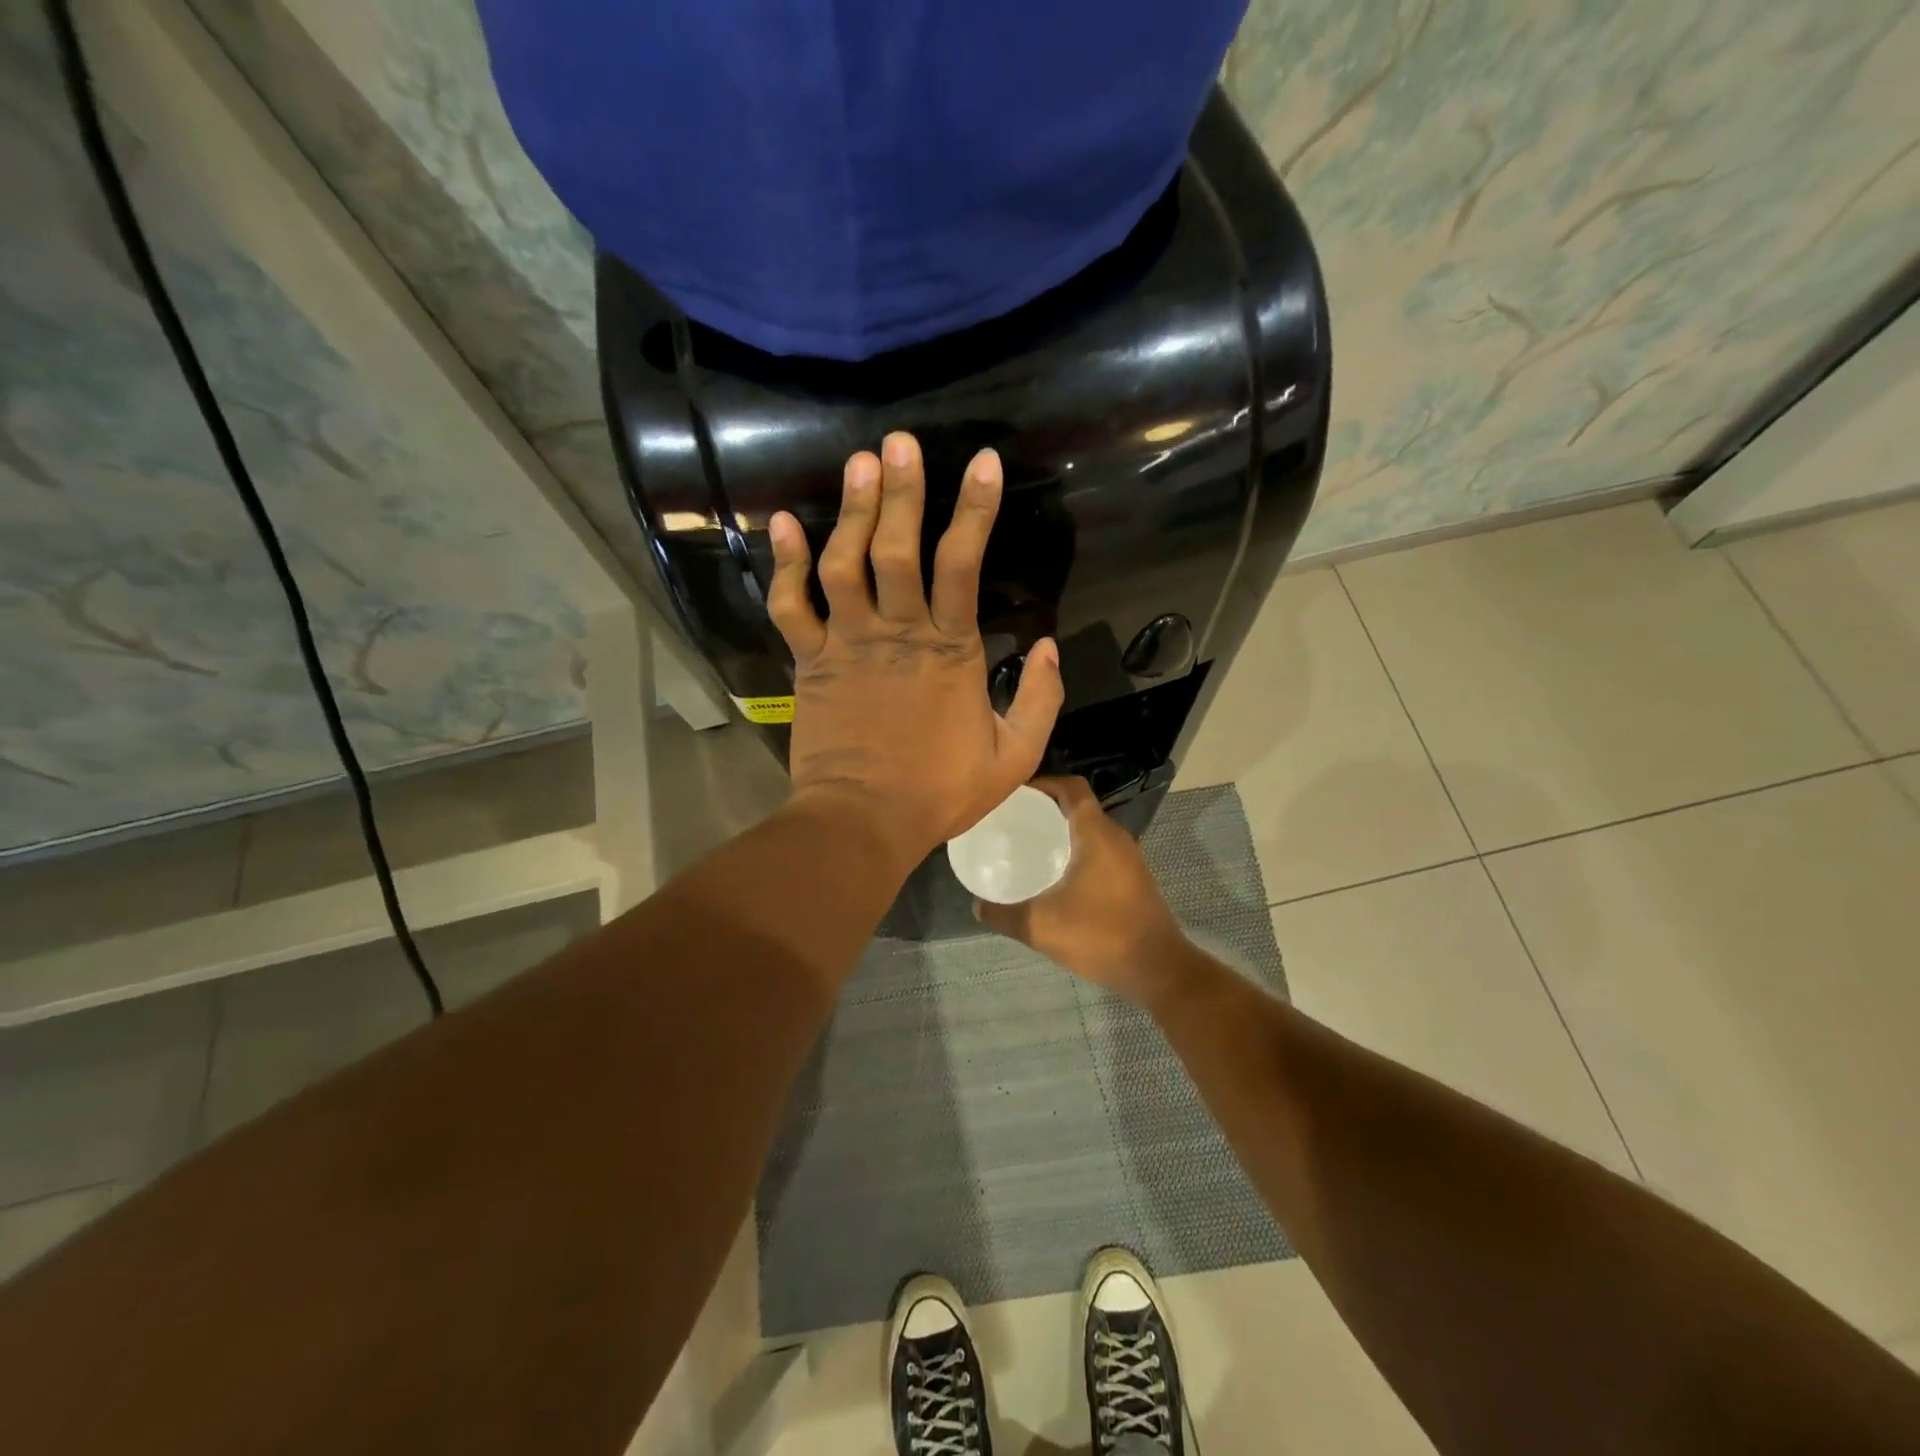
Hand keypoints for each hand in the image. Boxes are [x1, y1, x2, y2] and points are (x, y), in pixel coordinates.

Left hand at [766, 432, 1064, 867]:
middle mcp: (898, 633)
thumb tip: (1047, 645)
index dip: (975, 510)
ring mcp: (848, 644)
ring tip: (859, 462)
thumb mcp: (1014, 756)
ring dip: (852, 512)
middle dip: (903, 492)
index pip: (964, 565)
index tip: (984, 462)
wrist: (864, 821)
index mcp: (951, 651)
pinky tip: (785, 523)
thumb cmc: (939, 792)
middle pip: (899, 549)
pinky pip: (792, 605)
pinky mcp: (811, 662)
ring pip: (846, 564)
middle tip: (901, 441)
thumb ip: (1039, 699)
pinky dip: (785, 564)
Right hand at [973, 777, 1187, 1001]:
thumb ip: (1003, 914)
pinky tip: (1056, 876)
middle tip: (1013, 821)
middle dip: (1047, 807)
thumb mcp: (1040, 927)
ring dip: (1063, 830)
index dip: (1043, 783)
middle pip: (1079, 806)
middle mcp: (1115, 837)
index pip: (1071, 787)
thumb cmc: (1100, 936)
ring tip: (1029, 845)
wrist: (1158, 969)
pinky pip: (1100, 850)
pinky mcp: (1133, 878)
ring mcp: (1129, 858)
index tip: (1015, 794)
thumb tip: (976, 906)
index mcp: (1096, 834)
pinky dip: (1077, 850)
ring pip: (1091, 830)